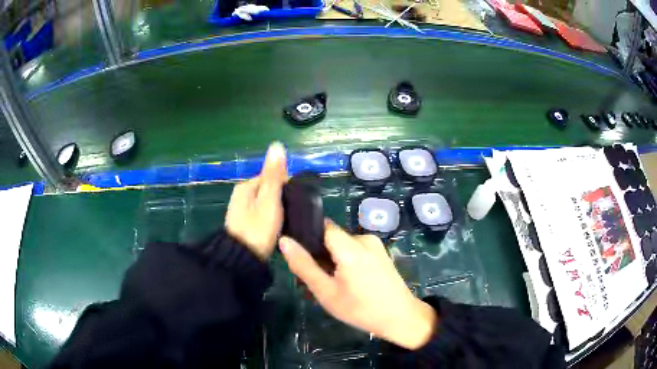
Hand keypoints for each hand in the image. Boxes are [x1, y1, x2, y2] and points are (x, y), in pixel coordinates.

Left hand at [225, 142, 286, 259]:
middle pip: (268, 189)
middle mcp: (241, 195)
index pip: (271, 175)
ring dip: (277, 209)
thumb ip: (273, 174)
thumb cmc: (258, 229)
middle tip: (292, 214)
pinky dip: (270, 218)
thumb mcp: (269, 200)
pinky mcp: (244, 224)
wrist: (242, 259)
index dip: (286, 185)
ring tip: (288, 222)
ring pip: (265, 203)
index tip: (297, 200)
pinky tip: (277, 228)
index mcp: (246, 186)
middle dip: (282, 197)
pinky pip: (262, 214)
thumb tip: (277, 145)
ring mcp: (241, 210)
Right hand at [279, 221, 437, 349]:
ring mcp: (375, 244)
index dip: (308, 238)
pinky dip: (346, 262)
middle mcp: (364, 238)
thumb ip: (304, 265)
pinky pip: (356, 251)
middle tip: (315, 280)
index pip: (322, 226)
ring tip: (331, 285)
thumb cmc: (360, 308)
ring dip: (332, 261)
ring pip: (343, 246)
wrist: (400, 318)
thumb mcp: (326, 292)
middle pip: (332, 238)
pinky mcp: (381, 252)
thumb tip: (285, 240)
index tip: (300, 257)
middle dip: (319, 255)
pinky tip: (347, 283)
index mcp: (350, 246)